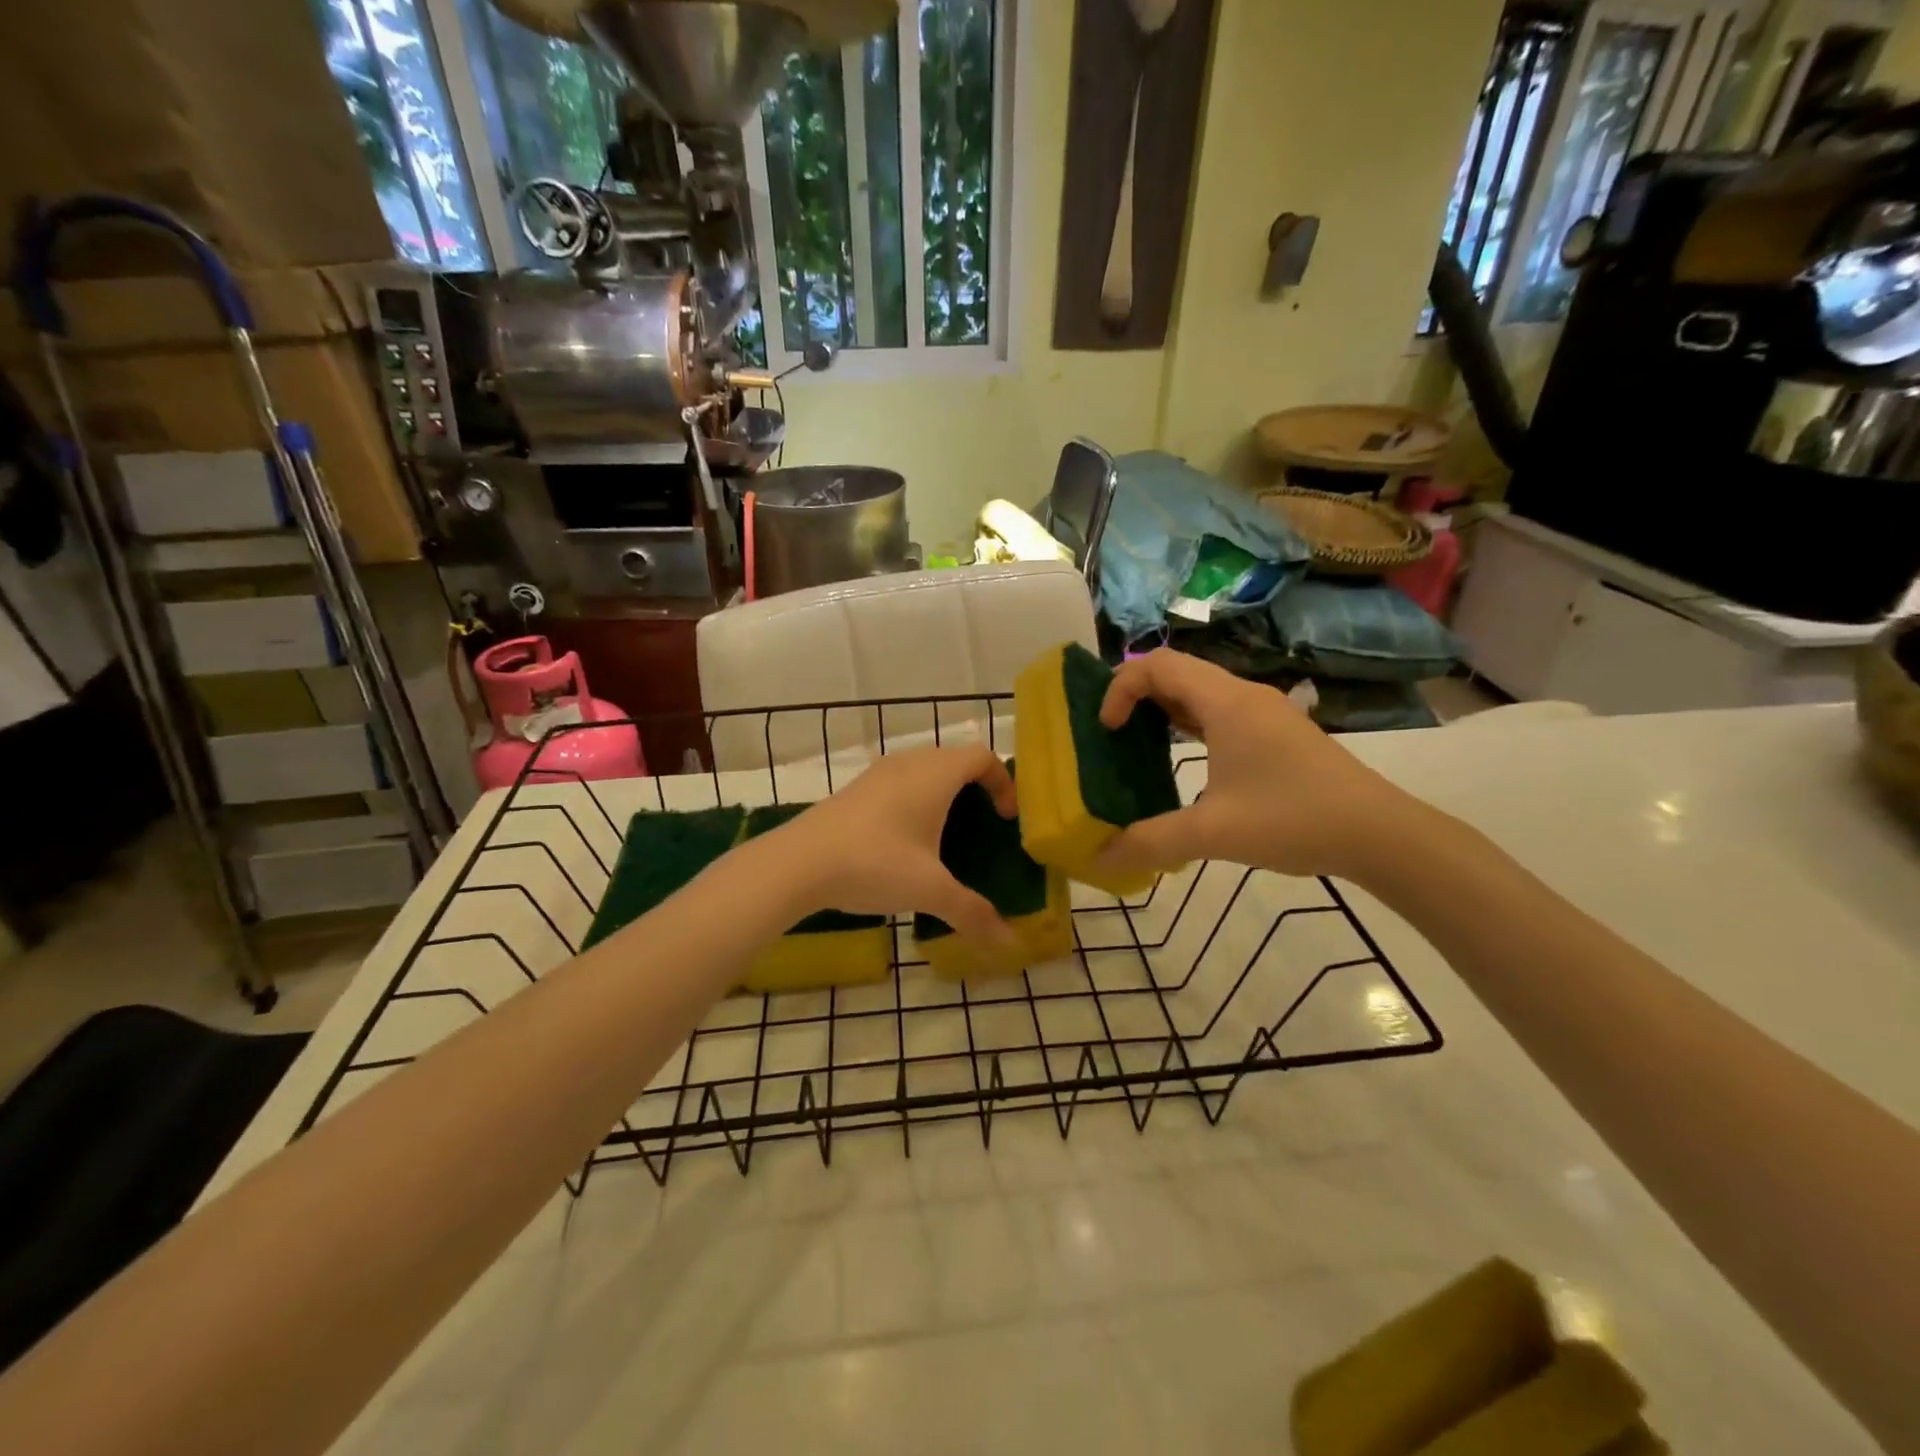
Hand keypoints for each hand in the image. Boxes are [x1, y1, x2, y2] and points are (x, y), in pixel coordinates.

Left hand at [763, 745, 1019, 945]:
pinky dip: (915, 800)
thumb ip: (972, 912)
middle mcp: (909, 763)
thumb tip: (1009, 940)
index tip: (1007, 818)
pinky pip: (899, 783)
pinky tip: (906, 842)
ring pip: (923, 769)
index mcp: (935, 775)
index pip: (982, 756)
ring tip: (947, 834)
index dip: (1003, 782)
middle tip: (983, 826)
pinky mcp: (855, 790)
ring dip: (942, 793)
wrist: (797, 863)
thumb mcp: (929, 890)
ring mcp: (877, 774)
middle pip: (954, 759)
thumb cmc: (874, 864)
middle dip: (975, 787)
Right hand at [1093, 650, 1414, 880]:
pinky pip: (1220, 710)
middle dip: (1136, 695)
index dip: (1121, 688)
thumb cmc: (1293, 820)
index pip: (1158, 665)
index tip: (1106, 729)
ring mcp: (1265, 711)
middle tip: (1113, 733)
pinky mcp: (1278, 731)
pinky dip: (1190, 722)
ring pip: (1200, 690)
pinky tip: (1183, 756)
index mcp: (1226, 703)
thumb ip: (1149, 842)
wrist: (1379, 833)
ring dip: (1164, 707)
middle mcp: (1244, 695)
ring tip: (1138, 743)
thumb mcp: (1213, 834)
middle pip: (1177, 671)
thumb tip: (1098, 859)